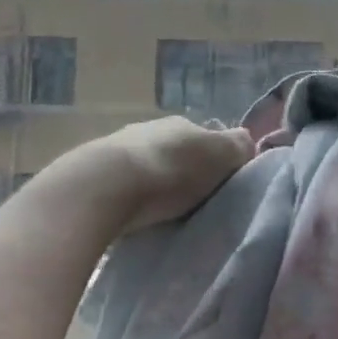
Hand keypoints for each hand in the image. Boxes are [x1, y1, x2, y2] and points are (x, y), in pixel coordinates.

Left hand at [44, 117, 256, 234]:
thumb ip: (237, 147)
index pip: (207, 137)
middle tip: (193, 203)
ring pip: (146, 166)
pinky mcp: (91, 174)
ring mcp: (117, 148)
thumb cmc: (170, 173)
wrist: (102, 189)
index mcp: (183, 123)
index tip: (220, 186)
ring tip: (161, 213)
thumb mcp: (219, 157)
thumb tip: (246, 142)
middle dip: (183, 172)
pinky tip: (132, 215)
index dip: (216, 159)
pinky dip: (129, 196)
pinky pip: (120, 184)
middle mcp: (149, 128)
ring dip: (154, 185)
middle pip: (175, 151)